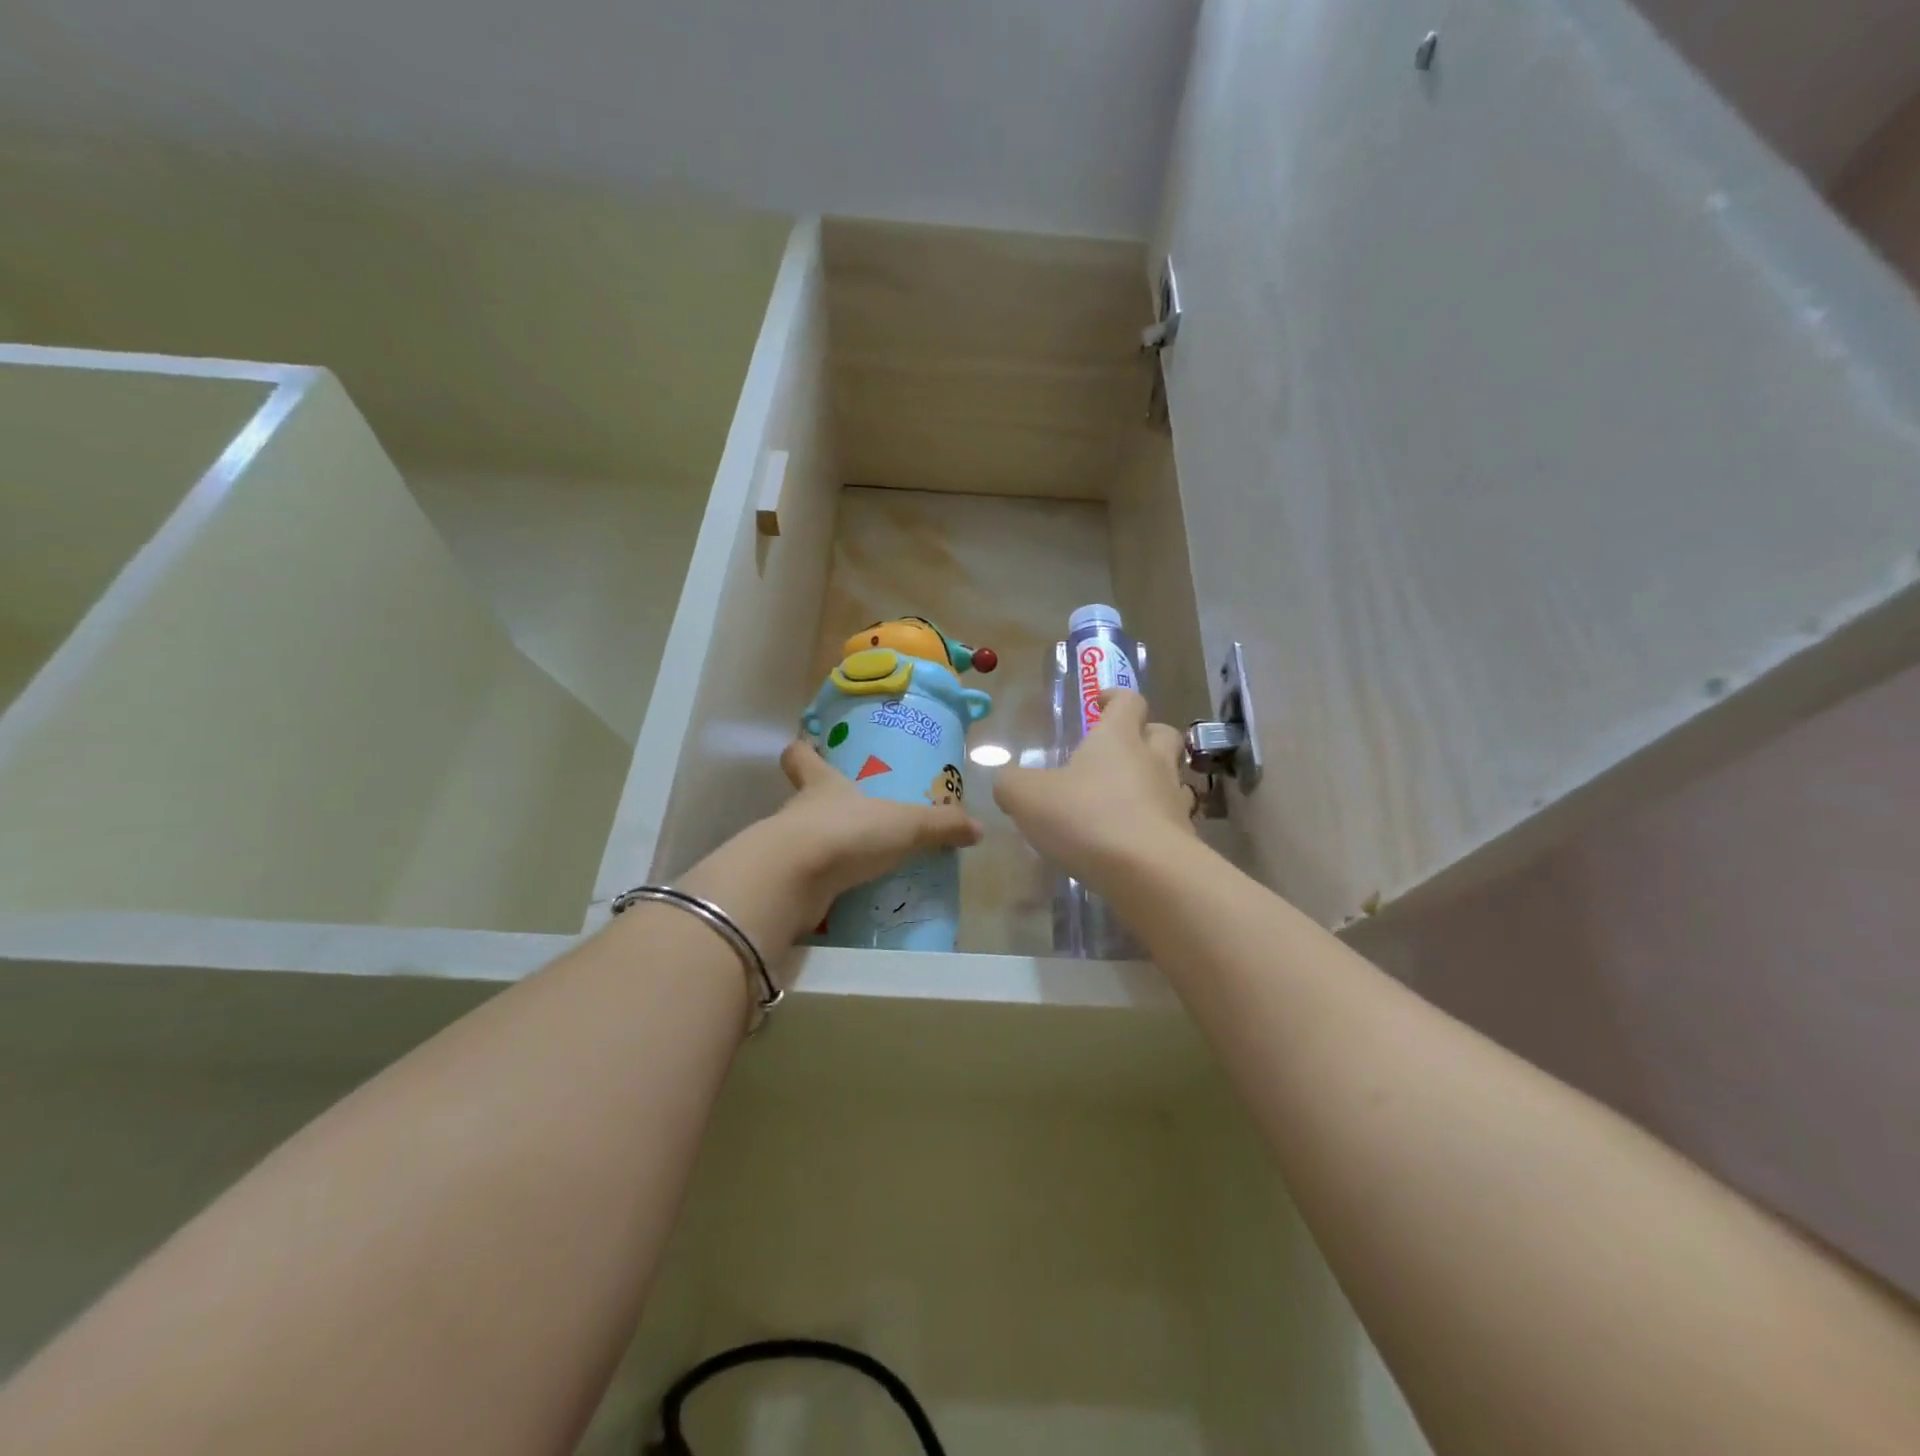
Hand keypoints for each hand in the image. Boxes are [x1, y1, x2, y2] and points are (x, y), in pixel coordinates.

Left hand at [681, 740, 983, 955]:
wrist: (792, 881)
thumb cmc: (847, 832)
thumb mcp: (906, 824)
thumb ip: (942, 825)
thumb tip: (978, 828)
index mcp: (821, 784)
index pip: (800, 757)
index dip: (803, 751)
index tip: (808, 747)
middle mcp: (798, 811)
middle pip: (802, 799)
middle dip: (824, 807)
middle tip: (854, 815)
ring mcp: (786, 848)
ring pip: (804, 840)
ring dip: (826, 849)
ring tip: (858, 861)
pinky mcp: (784, 884)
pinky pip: (807, 880)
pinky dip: (823, 886)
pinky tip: (848, 896)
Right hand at [992, 689, 1195, 895]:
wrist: (1148, 873)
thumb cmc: (1086, 818)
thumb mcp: (1027, 797)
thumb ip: (1011, 783)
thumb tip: (1008, 781)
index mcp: (1118, 738)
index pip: (1128, 701)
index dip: (1114, 697)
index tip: (1100, 702)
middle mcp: (1153, 761)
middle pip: (1163, 733)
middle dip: (1145, 734)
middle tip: (1121, 749)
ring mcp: (1173, 799)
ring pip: (1173, 777)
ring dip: (1155, 780)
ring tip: (1129, 797)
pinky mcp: (1185, 838)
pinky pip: (1173, 819)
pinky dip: (1157, 822)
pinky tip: (1135, 839)